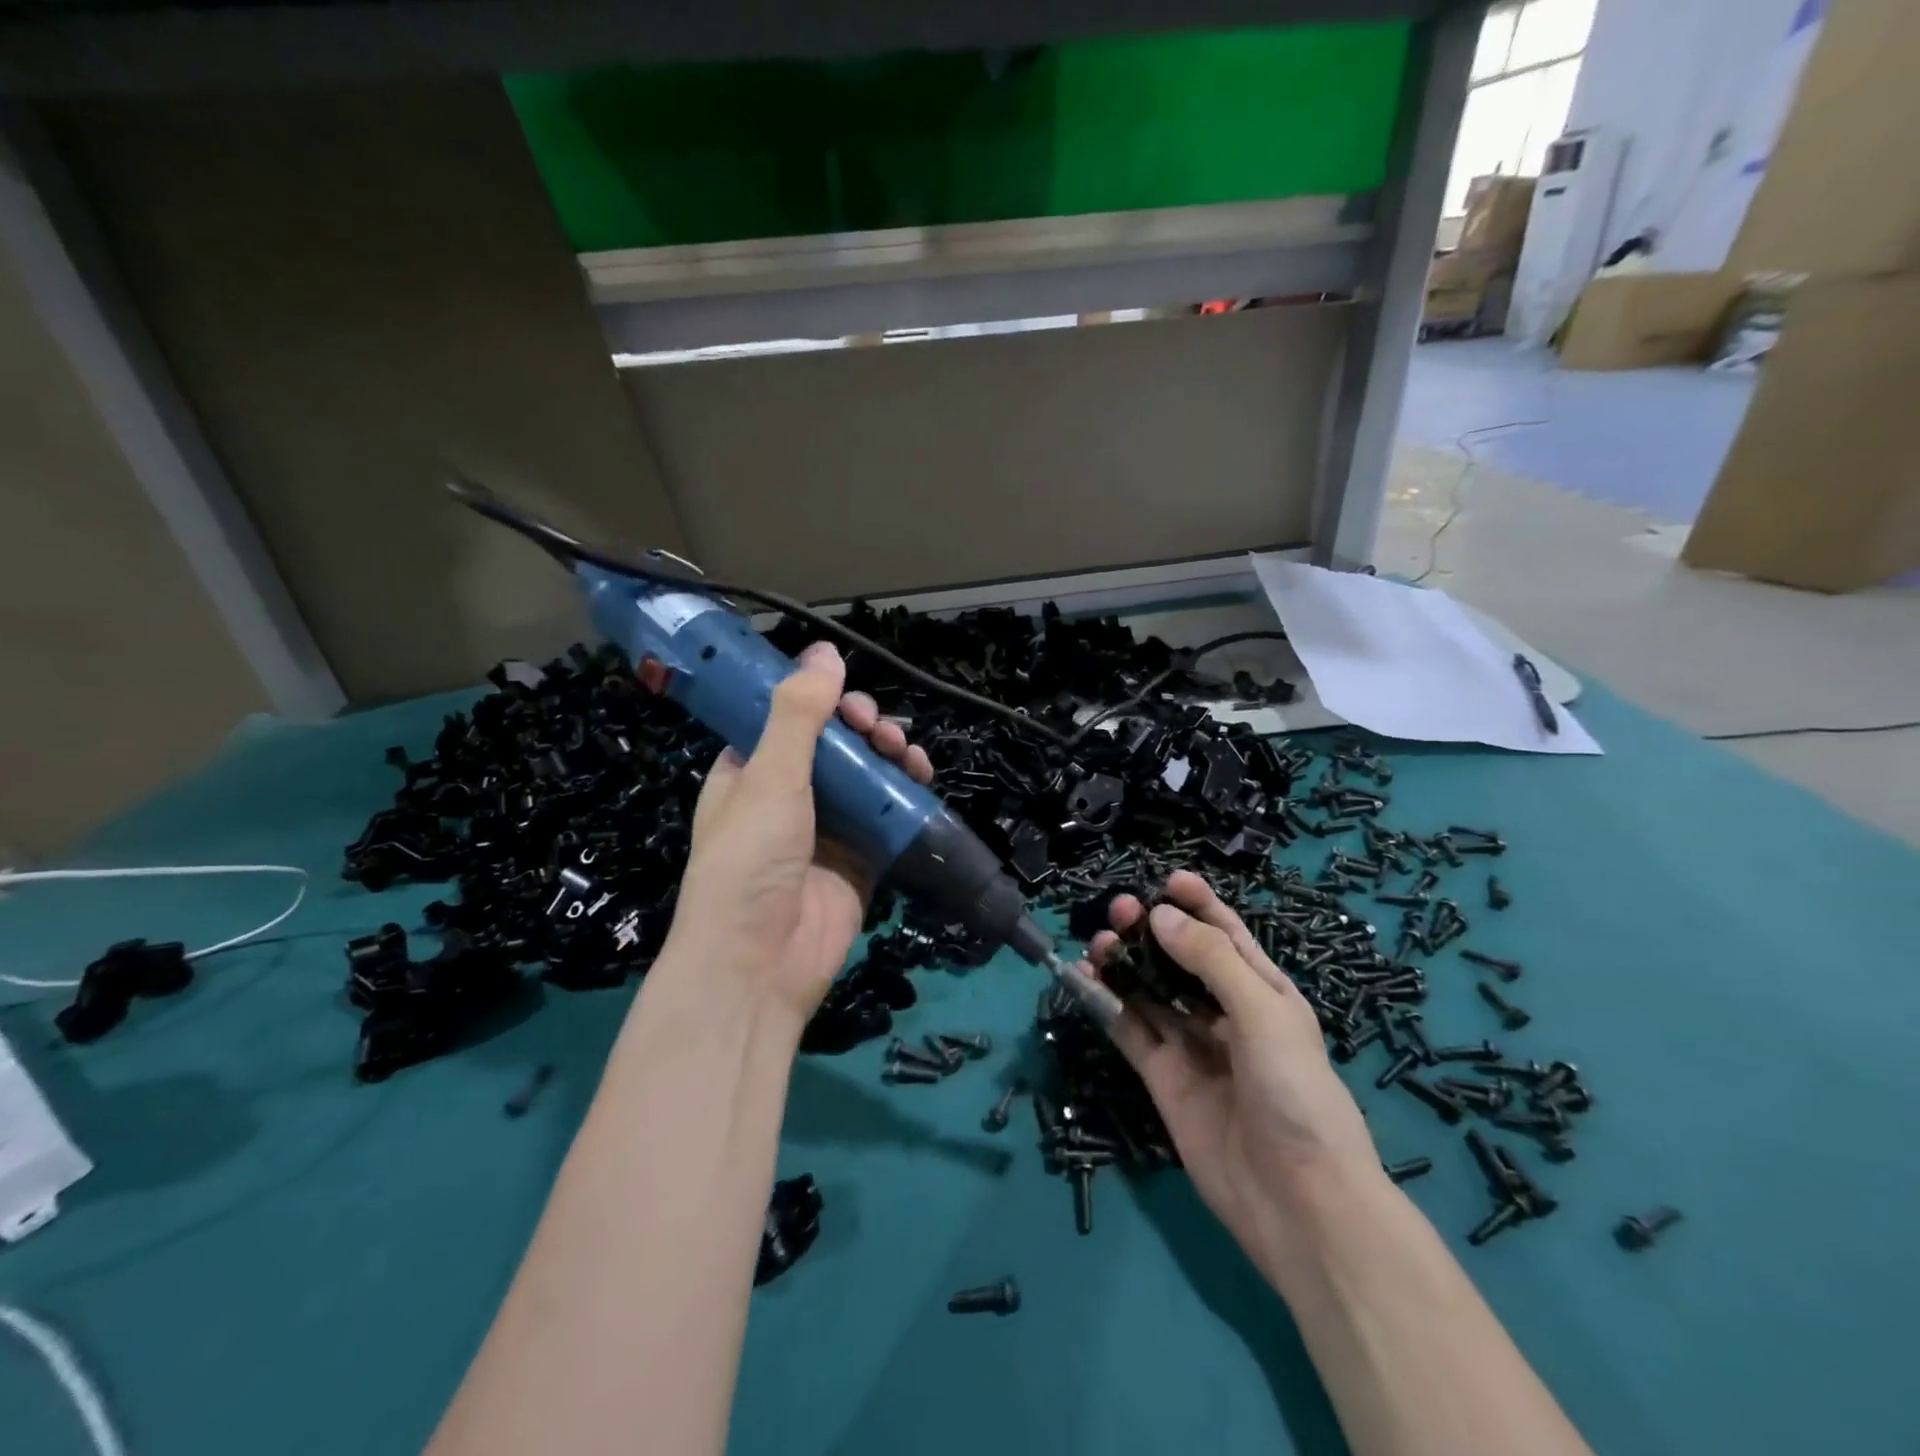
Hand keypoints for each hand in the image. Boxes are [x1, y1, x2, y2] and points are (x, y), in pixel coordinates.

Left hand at [664, 642, 932, 1021]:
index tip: (846, 698)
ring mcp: (827, 828)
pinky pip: (888, 814)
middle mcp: (788, 795)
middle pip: (835, 744)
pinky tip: (921, 776)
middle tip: (878, 728)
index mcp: (750, 772)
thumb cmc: (750, 862)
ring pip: (866, 775)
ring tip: (904, 750)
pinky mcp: (860, 858)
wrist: (759, 965)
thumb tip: (825, 650)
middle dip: (862, 727)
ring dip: (888, 755)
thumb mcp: (769, 778)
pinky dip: (906, 793)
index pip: (788, 718)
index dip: (820, 701)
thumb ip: (799, 714)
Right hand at [1088, 872, 1383, 1276]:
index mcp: (1263, 991)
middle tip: (1120, 911)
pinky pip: (1131, 1031)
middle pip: (1181, 959)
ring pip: (1151, 992)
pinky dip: (1107, 1004)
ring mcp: (1193, 1047)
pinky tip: (1084, 981)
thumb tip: (1160, 916)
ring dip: (1125, 963)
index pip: (1226, 935)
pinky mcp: (1164, 1079)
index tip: (1167, 880)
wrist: (1298, 1202)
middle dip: (1152, 930)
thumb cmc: (1296, 1092)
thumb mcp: (1263, 1012)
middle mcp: (1226, 1013)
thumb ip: (1210, 960)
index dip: (1199, 904)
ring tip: (1098, 943)